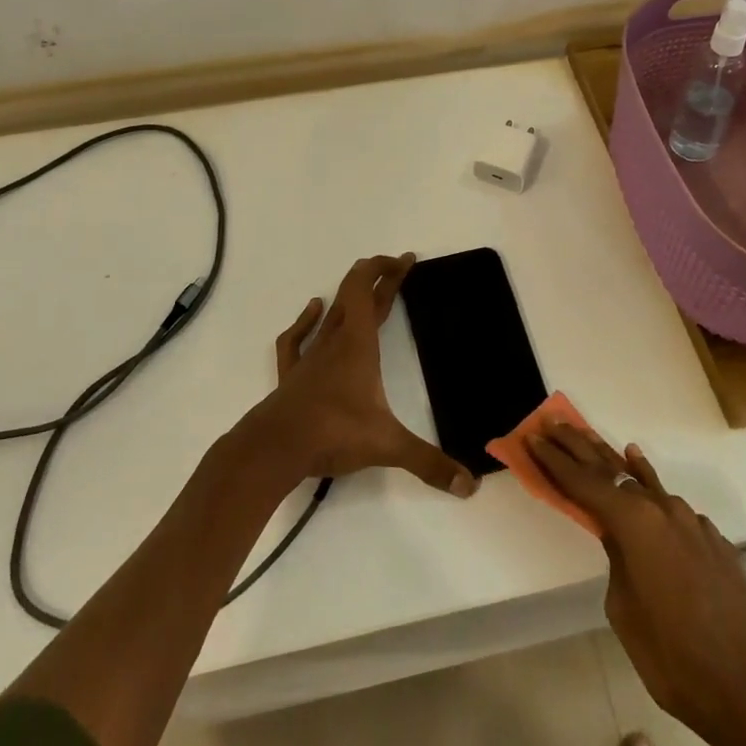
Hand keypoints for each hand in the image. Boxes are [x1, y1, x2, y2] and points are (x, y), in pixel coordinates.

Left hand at [252, 254, 478, 497]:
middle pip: (355, 297)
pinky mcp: (292, 375)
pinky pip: (297, 338)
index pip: (368, 290)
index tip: (405, 260)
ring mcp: (310, 357)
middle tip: (399, 267)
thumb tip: (471, 486)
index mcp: (358, 344)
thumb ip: (429, 463)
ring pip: (331, 315)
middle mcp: (334, 342)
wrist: (274, 448)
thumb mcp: (387, 446)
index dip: (386, 269)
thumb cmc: (332, 433)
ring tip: (363, 286)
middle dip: (379, 279)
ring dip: (348, 297)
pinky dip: (306, 320)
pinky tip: (313, 309)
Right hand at [527, 423, 745, 745]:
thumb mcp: (624, 610)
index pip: (583, 482)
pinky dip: (649, 488)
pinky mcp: (711, 538)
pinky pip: (670, 505)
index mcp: (634, 522)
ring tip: (591, 439)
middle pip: (611, 468)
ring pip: (644, 482)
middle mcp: (662, 509)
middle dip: (579, 445)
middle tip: (553, 423)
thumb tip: (620, 541)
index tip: (532, 437)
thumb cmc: (675, 656)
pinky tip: (642, 478)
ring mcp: (690, 521)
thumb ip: (617, 560)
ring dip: (615, 463)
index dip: (554, 460)